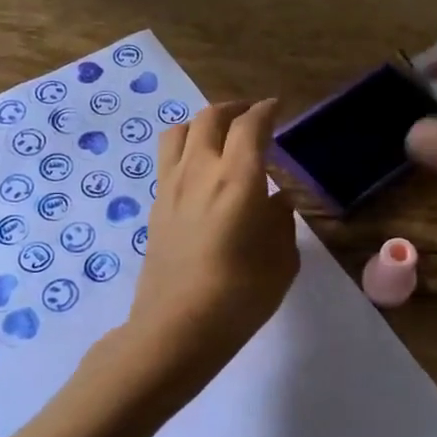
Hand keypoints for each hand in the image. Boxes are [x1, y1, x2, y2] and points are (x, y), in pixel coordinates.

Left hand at [123, 99, 299, 385]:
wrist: (178, 327)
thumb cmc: (241, 294)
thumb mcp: (281, 258)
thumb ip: (281, 221)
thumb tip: (276, 201)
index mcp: (238, 177)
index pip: (251, 126)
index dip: (266, 111)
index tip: (277, 108)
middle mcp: (200, 170)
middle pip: (211, 117)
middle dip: (234, 109)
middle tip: (251, 116)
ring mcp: (171, 186)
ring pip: (180, 131)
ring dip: (203, 123)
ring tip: (219, 135)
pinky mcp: (155, 206)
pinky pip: (168, 160)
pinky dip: (186, 149)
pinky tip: (199, 171)